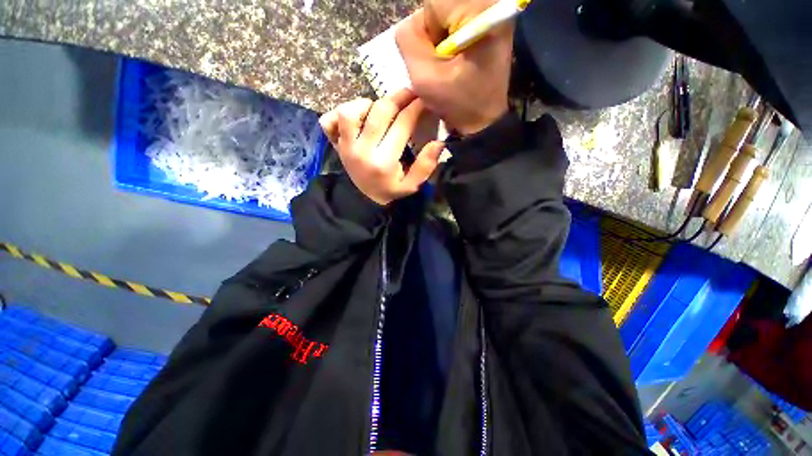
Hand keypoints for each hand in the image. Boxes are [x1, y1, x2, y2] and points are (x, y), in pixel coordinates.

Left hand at [319, 89, 444, 205]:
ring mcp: (345, 146)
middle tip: (409, 94)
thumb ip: (425, 166)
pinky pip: (328, 121)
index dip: (416, 107)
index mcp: (384, 162)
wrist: (365, 199)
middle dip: (398, 97)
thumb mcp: (412, 185)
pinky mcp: (335, 144)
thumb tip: (438, 142)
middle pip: (379, 111)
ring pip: (349, 111)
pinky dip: (339, 113)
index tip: (424, 99)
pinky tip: (356, 118)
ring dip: (367, 104)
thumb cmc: (390, 190)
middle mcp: (362, 151)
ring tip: (380, 110)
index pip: (402, 125)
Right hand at [396, 8, 512, 135]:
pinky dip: (449, 38)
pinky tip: (457, 57)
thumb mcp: (424, 78)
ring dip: (440, 37)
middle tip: (443, 61)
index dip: (426, 34)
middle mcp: (491, 1)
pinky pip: (455, 19)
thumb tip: (409, 25)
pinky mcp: (489, 20)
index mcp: (479, 9)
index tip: (438, 60)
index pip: (432, 4)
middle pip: (440, 5)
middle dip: (433, 34)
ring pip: (446, 11)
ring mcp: (492, 10)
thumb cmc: (458, 103)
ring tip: (451, 62)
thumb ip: (407, 41)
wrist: (485, 118)